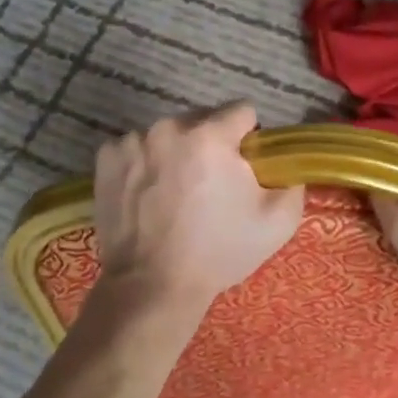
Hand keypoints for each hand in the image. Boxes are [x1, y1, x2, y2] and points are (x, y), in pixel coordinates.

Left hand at [93, 103, 304, 310]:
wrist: (153, 285)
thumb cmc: (218, 252)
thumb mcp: (277, 222)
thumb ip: (291, 180)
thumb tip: (283, 164)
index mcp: (211, 135)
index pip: (242, 111)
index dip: (248, 138)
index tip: (243, 166)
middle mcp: (169, 127)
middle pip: (201, 121)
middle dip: (210, 145)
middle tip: (209, 186)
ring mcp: (132, 141)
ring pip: (166, 136)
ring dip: (175, 153)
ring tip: (174, 195)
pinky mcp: (106, 158)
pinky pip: (135, 150)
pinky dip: (143, 165)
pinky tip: (147, 196)